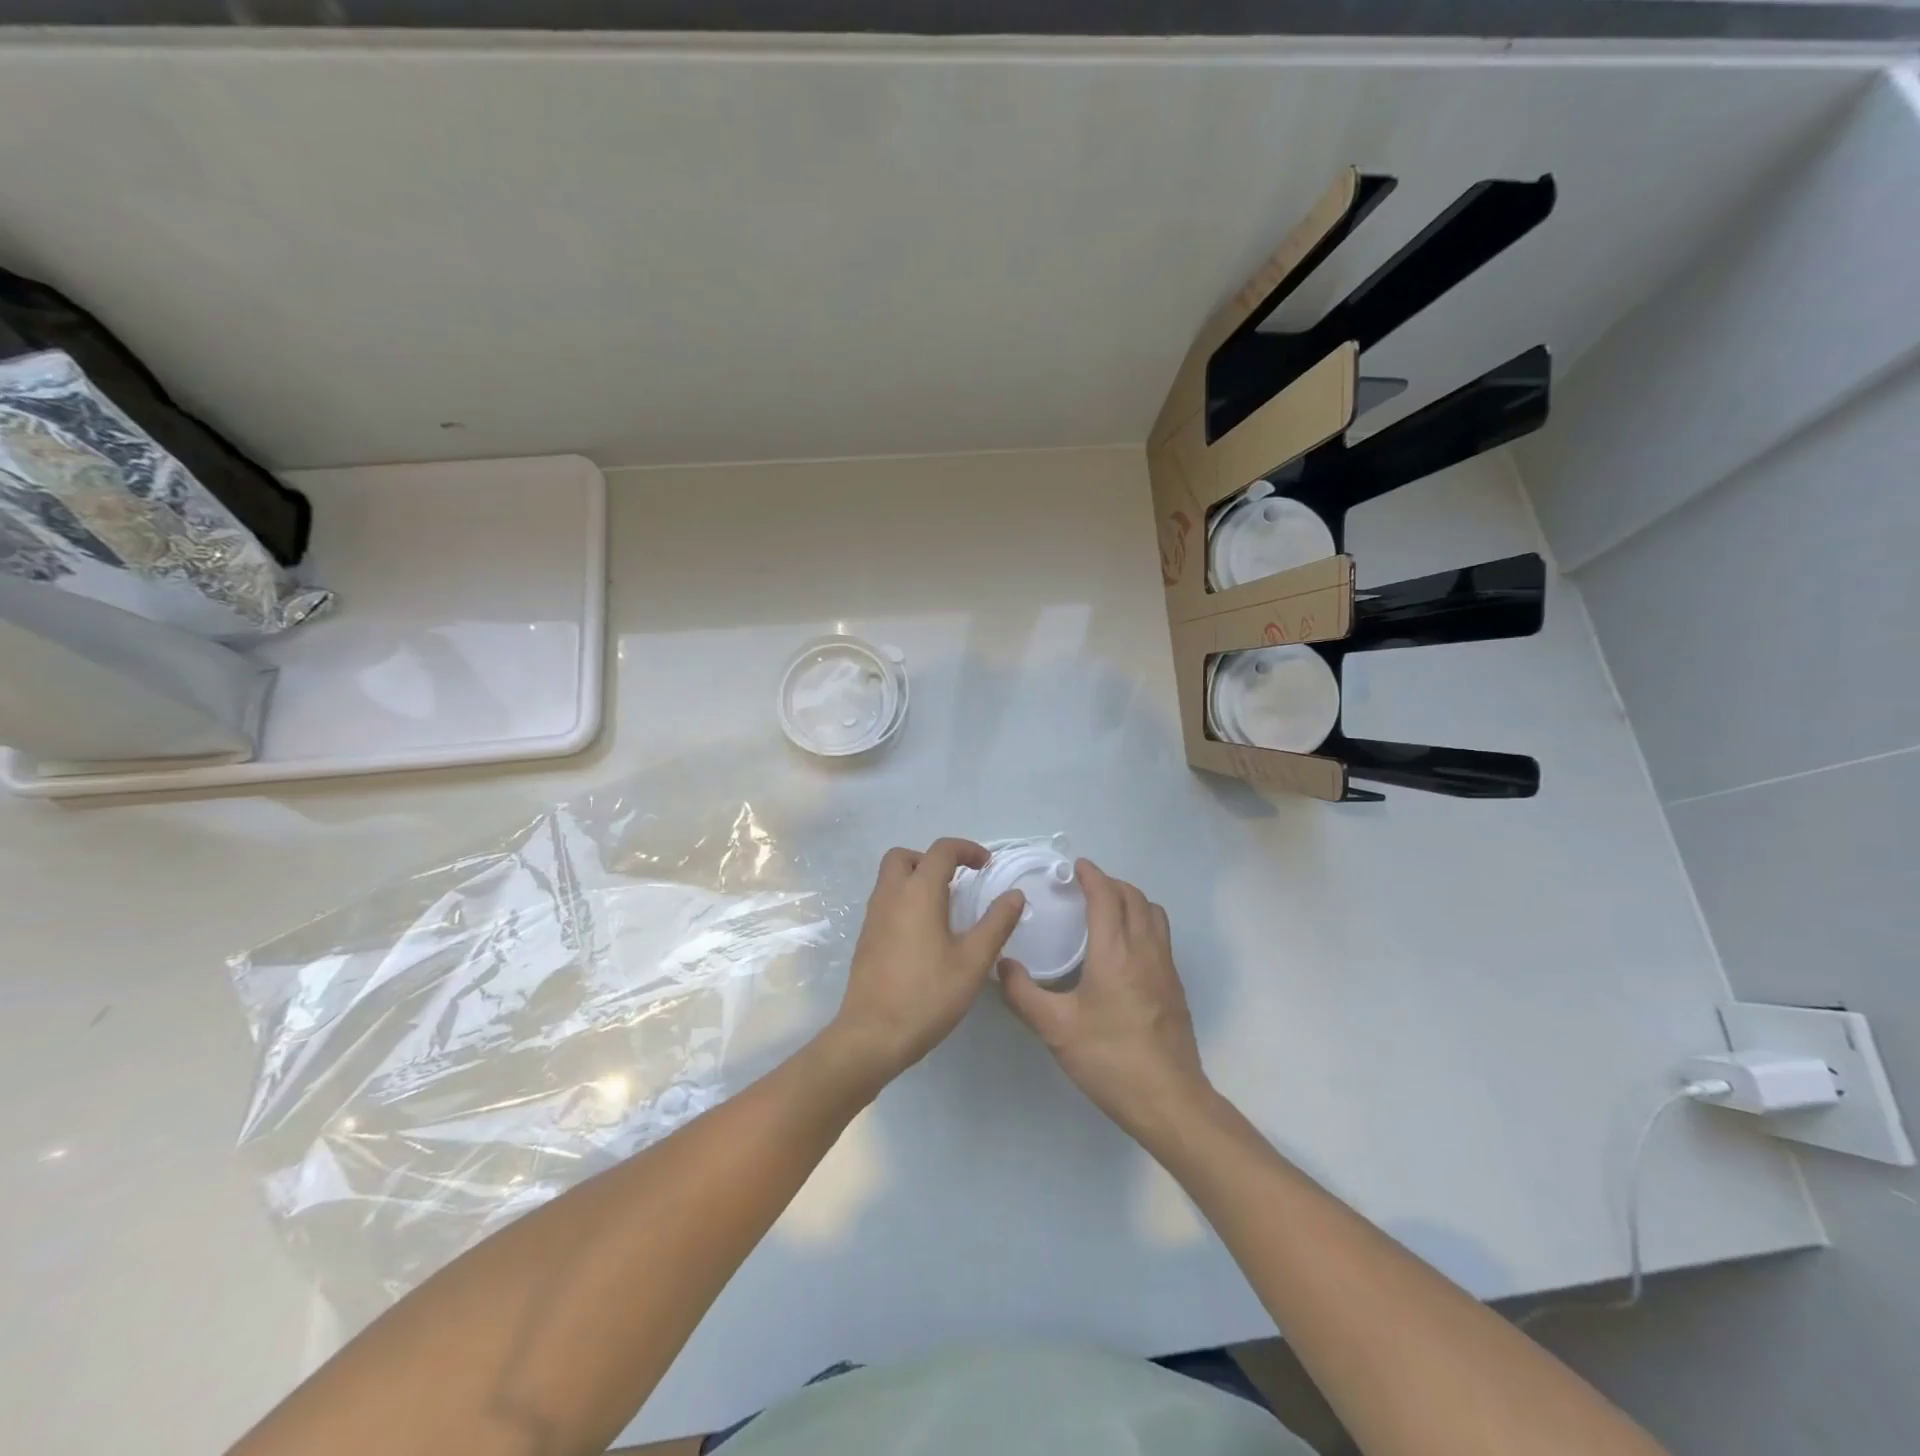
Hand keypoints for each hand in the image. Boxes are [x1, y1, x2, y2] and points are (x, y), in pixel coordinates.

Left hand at [827, 838, 1024, 1086]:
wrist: (872, 1036)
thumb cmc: (928, 996)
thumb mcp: (973, 961)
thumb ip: (996, 923)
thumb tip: (1014, 894)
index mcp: (918, 893)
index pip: (941, 850)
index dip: (967, 849)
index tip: (987, 866)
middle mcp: (890, 896)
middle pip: (905, 856)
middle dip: (932, 859)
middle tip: (957, 882)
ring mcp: (873, 917)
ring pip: (891, 878)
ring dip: (917, 879)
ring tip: (945, 908)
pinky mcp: (866, 938)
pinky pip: (885, 901)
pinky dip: (905, 900)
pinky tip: (925, 934)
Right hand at [999, 859, 1213, 1141]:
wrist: (1169, 1100)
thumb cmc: (1110, 1060)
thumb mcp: (1056, 1029)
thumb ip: (1023, 994)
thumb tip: (1002, 966)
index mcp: (1115, 952)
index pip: (1107, 897)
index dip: (1092, 876)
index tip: (1077, 866)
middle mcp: (1145, 950)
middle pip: (1134, 898)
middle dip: (1111, 883)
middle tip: (1086, 886)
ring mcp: (1166, 967)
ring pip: (1154, 914)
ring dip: (1131, 900)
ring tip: (1108, 909)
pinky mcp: (1175, 986)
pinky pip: (1161, 935)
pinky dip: (1143, 922)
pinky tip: (1125, 947)